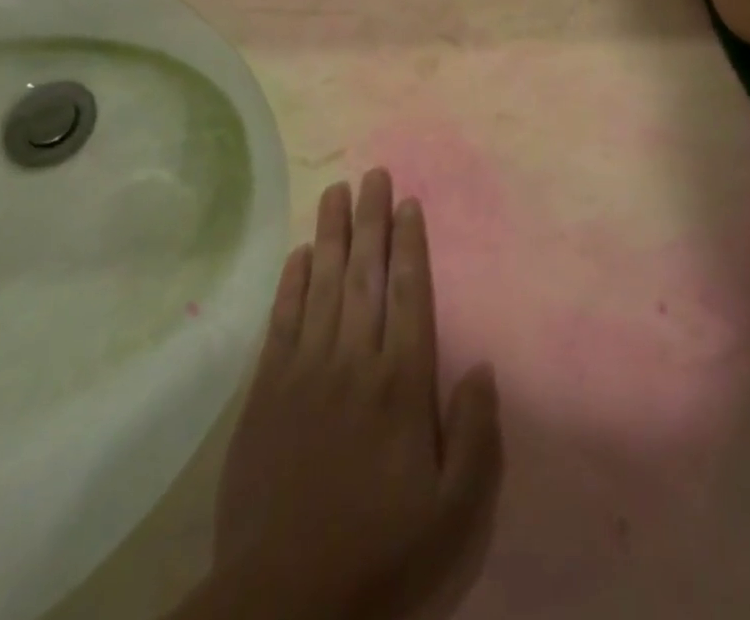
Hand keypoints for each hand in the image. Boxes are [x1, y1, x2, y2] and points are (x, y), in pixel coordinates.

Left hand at [191, 171, 501, 619]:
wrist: (281, 605)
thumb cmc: (380, 554)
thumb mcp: (453, 513)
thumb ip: (475, 435)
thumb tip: (484, 366)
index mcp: (401, 383)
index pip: (407, 292)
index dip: (409, 243)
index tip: (408, 202)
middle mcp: (354, 362)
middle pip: (364, 273)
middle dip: (370, 219)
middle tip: (373, 173)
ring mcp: (305, 374)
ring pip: (322, 285)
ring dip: (331, 235)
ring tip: (335, 191)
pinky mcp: (265, 395)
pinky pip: (282, 323)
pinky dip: (291, 284)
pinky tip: (299, 254)